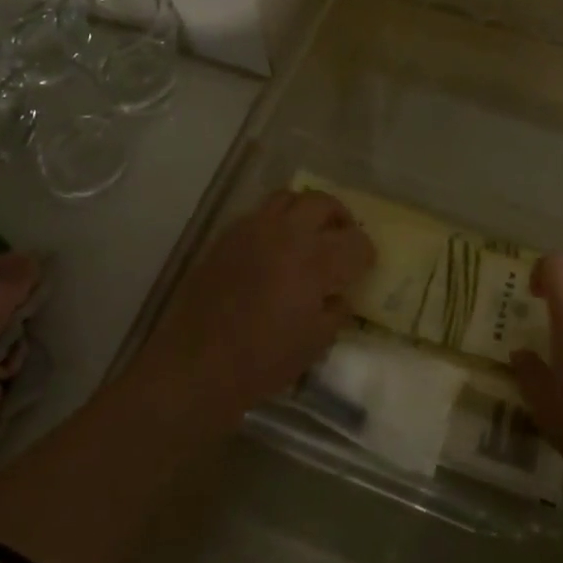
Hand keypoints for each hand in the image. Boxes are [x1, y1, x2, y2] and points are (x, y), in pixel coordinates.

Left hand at [145, 190, 375, 418]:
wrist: (197, 364)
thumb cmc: (263, 360)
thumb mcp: (315, 342)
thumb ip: (336, 311)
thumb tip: (339, 295)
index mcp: (315, 260)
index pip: (356, 241)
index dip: (366, 254)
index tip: (364, 267)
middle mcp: (286, 233)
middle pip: (323, 203)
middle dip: (340, 218)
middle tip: (342, 239)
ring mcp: (252, 230)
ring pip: (288, 198)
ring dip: (306, 211)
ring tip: (308, 234)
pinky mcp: (226, 237)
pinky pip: (259, 214)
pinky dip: (276, 222)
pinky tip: (273, 249)